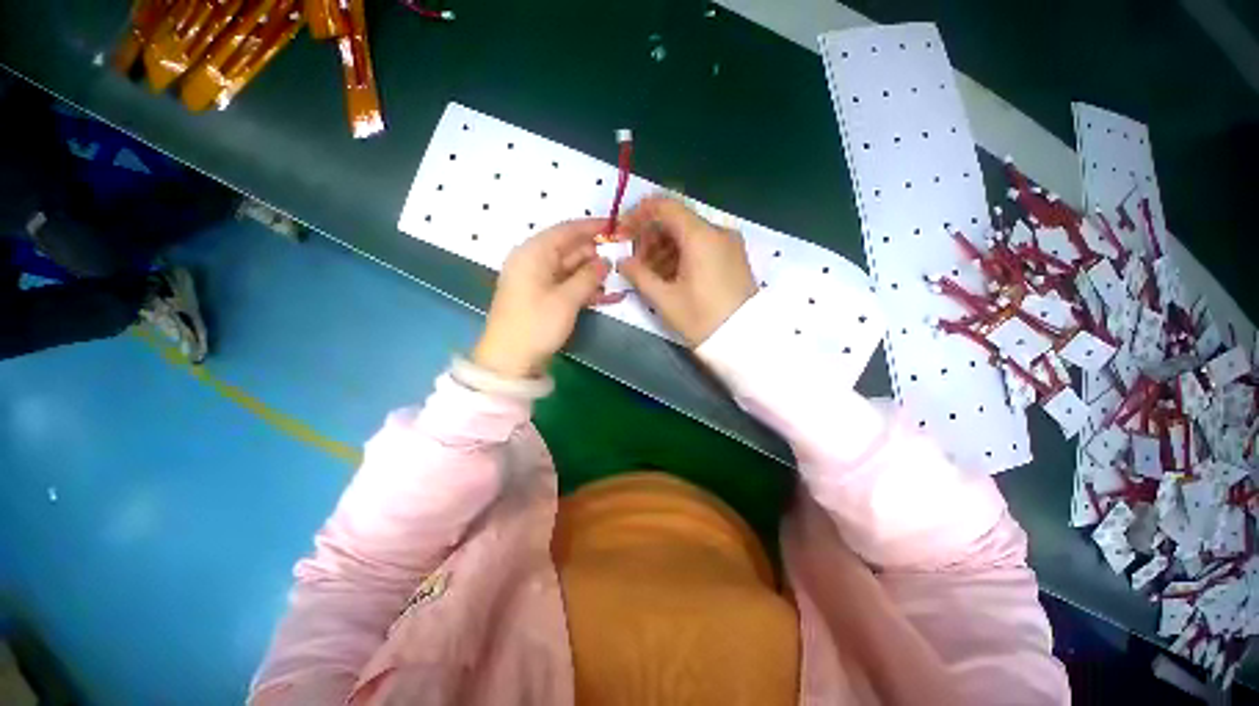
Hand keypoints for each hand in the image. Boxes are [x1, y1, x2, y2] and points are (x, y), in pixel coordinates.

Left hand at [471, 219, 613, 377]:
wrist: (509, 359)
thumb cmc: (537, 324)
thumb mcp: (566, 299)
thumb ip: (588, 277)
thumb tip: (605, 262)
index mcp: (533, 253)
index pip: (566, 230)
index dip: (591, 227)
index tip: (615, 227)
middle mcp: (533, 261)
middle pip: (568, 249)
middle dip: (594, 253)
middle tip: (621, 257)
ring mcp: (536, 280)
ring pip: (568, 268)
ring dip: (590, 272)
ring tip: (616, 276)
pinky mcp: (540, 296)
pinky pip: (564, 284)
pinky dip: (582, 287)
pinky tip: (602, 292)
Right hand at [617, 196, 757, 346]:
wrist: (743, 338)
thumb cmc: (701, 318)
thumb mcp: (664, 299)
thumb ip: (639, 275)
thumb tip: (623, 261)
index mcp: (700, 236)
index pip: (665, 206)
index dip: (639, 215)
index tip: (624, 232)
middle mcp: (717, 232)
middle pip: (676, 221)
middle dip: (651, 237)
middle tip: (637, 262)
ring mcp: (728, 243)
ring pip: (688, 234)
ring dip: (665, 248)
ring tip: (652, 274)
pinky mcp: (733, 256)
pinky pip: (702, 245)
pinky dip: (682, 255)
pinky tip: (671, 276)